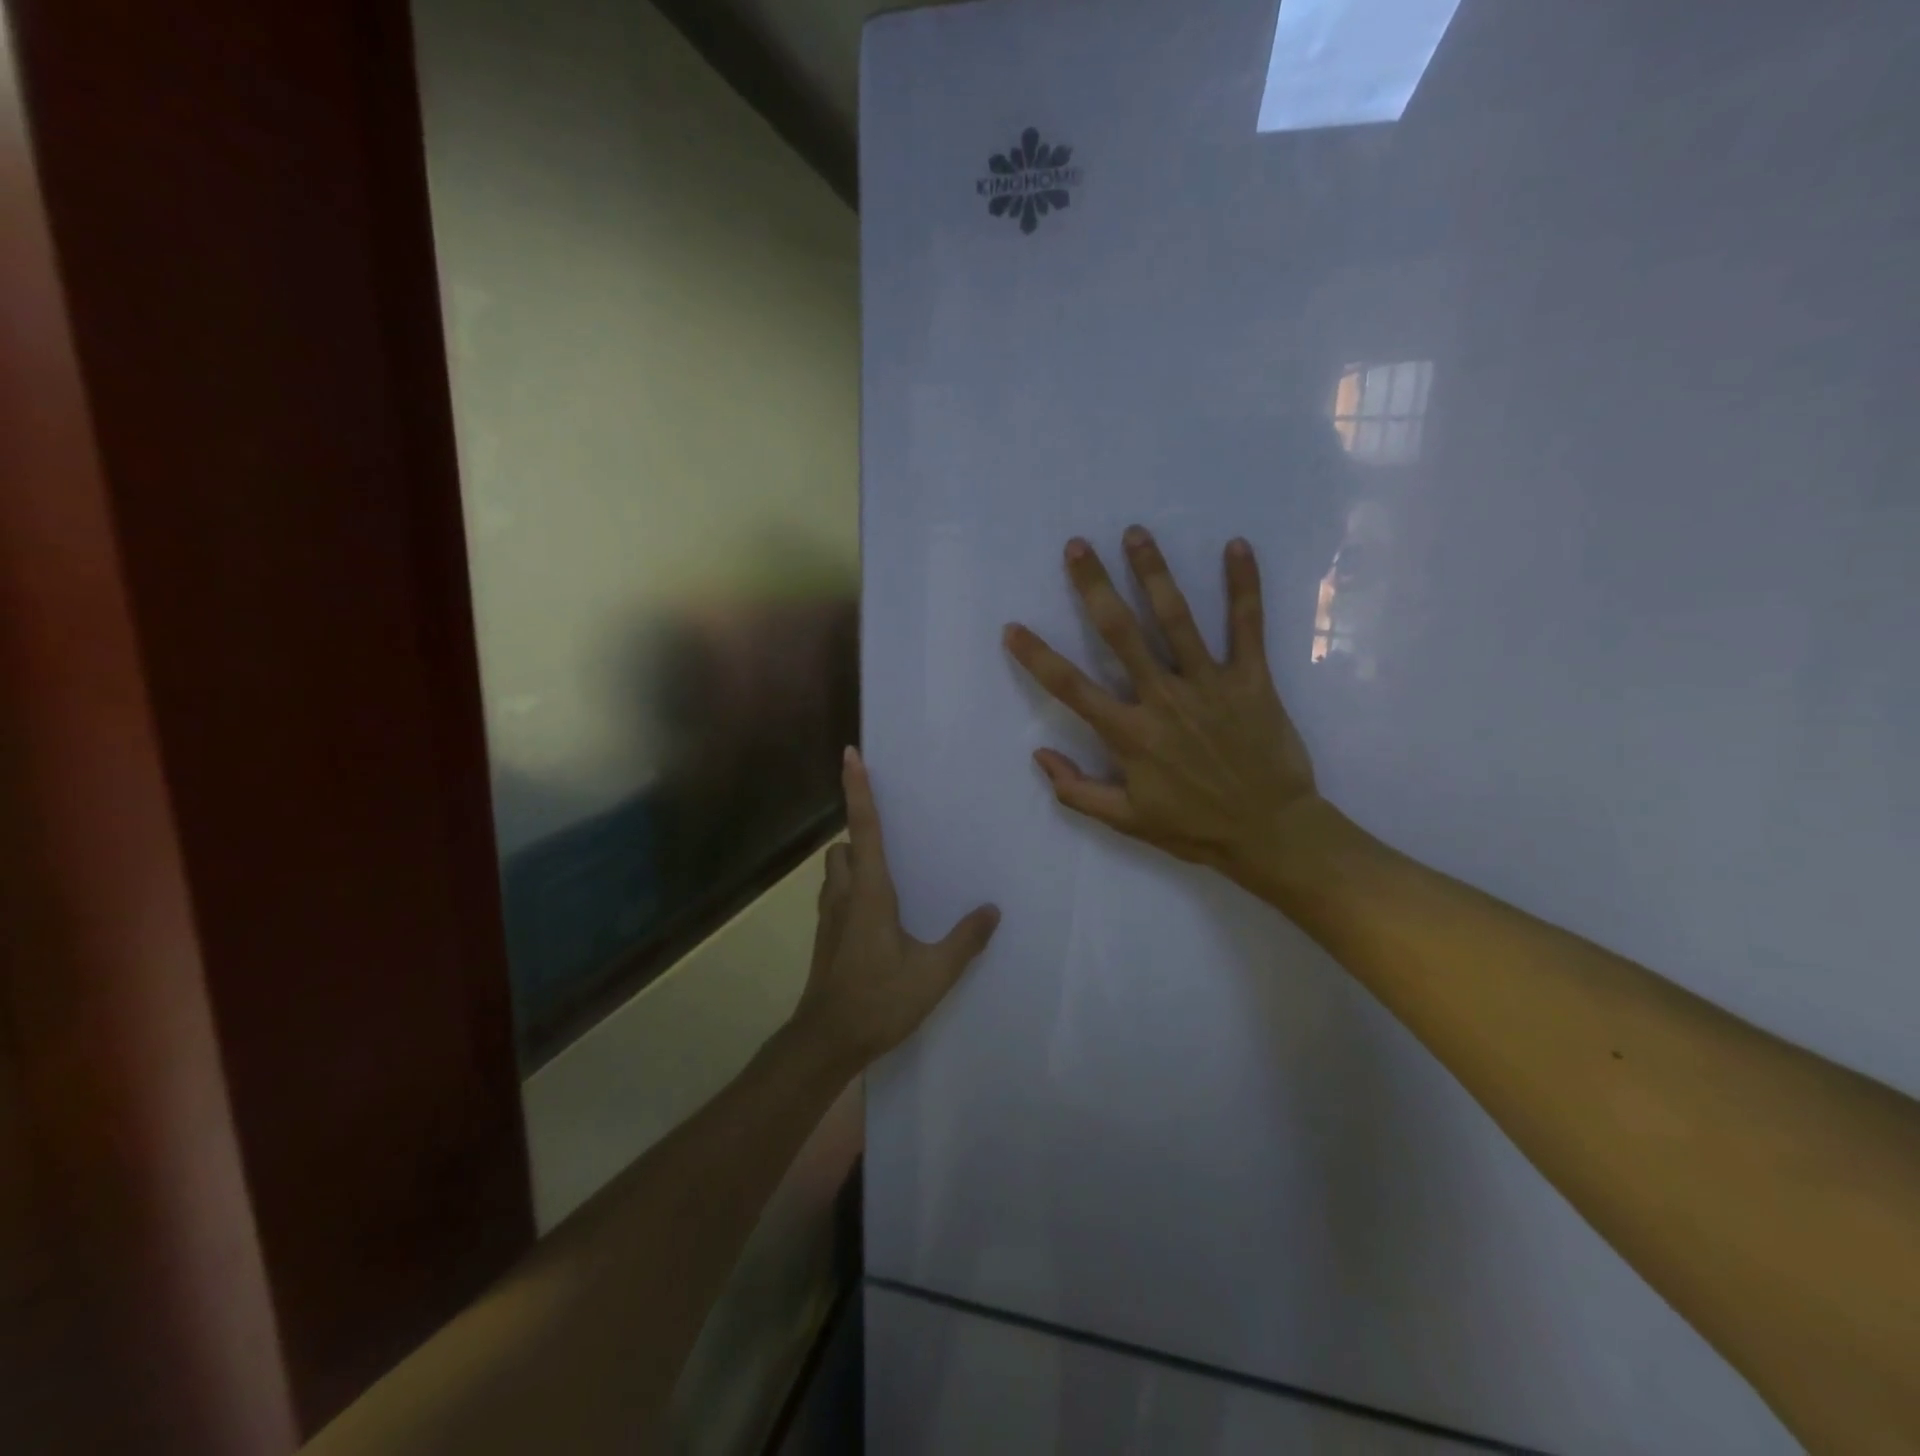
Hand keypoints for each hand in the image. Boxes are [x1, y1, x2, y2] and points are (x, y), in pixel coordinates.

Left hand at [793, 747, 1000, 1067]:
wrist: (827, 1041)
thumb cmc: (879, 1000)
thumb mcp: (933, 973)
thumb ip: (965, 940)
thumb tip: (992, 910)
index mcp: (870, 893)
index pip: (864, 829)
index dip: (858, 790)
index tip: (850, 755)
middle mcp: (844, 895)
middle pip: (843, 847)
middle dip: (859, 834)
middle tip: (892, 836)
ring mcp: (829, 917)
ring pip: (835, 871)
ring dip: (853, 862)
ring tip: (889, 874)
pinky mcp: (826, 937)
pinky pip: (835, 895)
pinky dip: (851, 888)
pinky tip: (878, 914)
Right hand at [1003, 529, 1323, 885]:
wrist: (1271, 833)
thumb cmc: (1194, 827)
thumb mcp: (1126, 821)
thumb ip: (1076, 791)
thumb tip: (1038, 755)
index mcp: (1130, 734)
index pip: (1071, 688)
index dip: (1037, 657)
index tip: (1012, 627)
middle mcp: (1163, 699)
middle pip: (1120, 634)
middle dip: (1094, 587)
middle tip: (1077, 546)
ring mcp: (1209, 684)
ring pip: (1176, 619)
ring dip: (1154, 573)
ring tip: (1136, 533)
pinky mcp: (1252, 679)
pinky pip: (1247, 627)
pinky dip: (1244, 586)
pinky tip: (1237, 546)